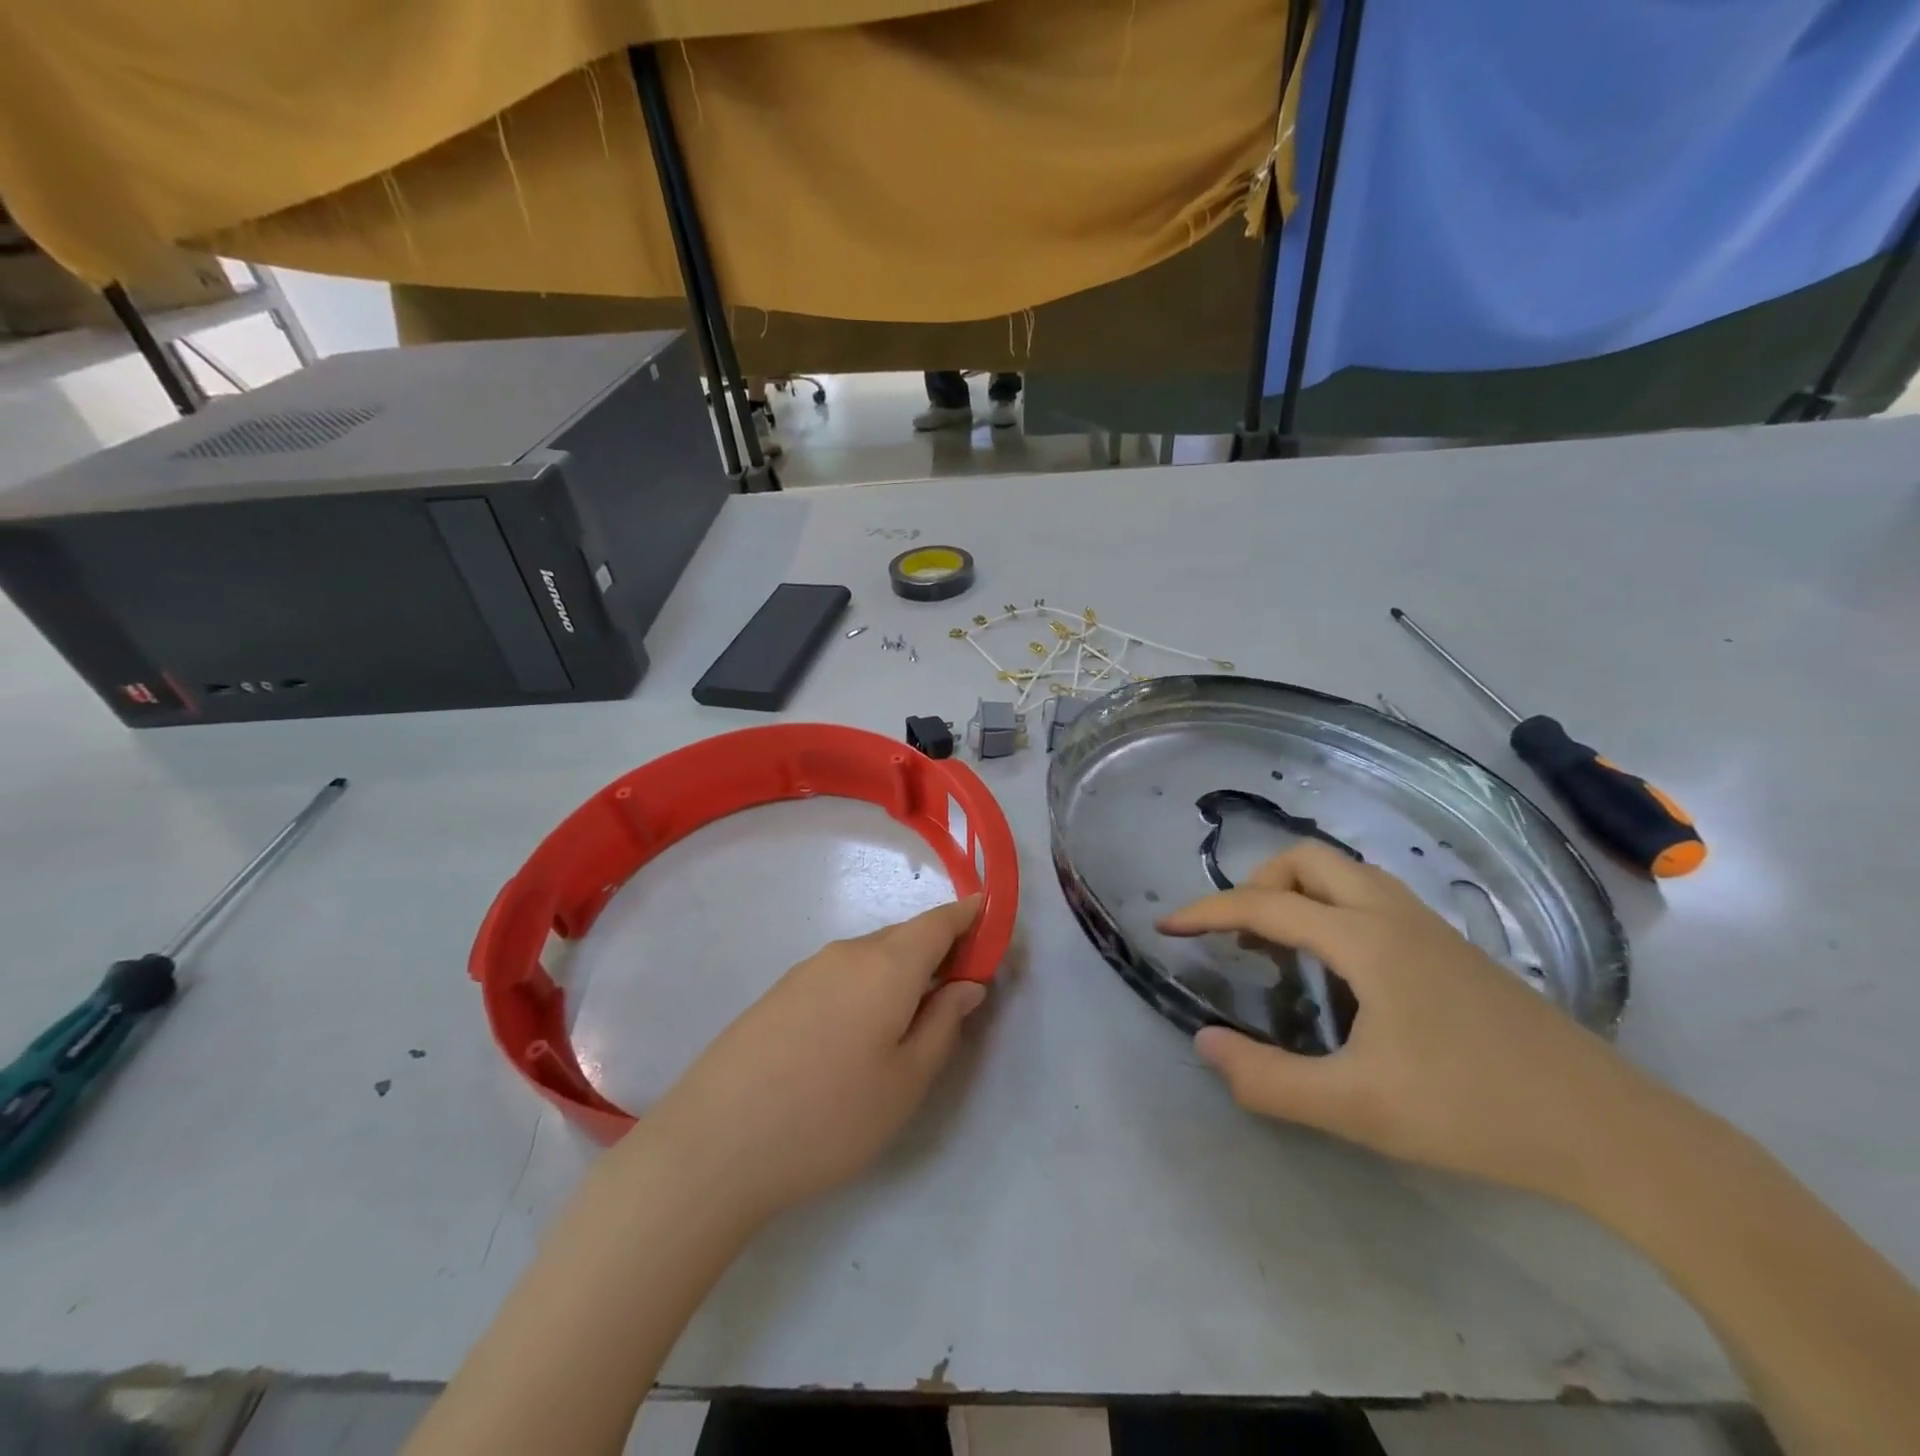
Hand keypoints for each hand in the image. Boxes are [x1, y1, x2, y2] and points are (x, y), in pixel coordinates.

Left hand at [644, 897, 988, 1218]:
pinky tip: (859, 1034)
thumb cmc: (830, 1115)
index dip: (969, 916)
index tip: (991, 921)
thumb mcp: (907, 1080)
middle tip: (958, 990)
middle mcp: (847, 953)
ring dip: (901, 972)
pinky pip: (841, 973)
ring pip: (872, 956)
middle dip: (938, 951)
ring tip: (911, 1020)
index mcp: (887, 964)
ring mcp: (807, 970)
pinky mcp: (780, 993)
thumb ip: (944, 1023)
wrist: (715, 1143)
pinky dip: (868, 985)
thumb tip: (967, 984)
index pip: (939, 921)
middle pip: (905, 936)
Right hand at [1157, 844, 1672, 1202]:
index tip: (1168, 927)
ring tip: (1279, 948)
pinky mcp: (1454, 949)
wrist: (1612, 1132)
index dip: (1207, 912)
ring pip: (1346, 874)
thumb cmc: (1475, 1112)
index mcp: (1366, 940)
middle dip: (1257, 885)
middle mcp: (1394, 916)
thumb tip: (1204, 1042)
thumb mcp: (1357, 1109)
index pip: (1265, 905)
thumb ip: (1268, 1080)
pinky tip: (1338, 967)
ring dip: (1298, 893)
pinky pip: (1372, 898)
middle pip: (1308, 860)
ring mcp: (1430, 928)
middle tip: (1238, 938)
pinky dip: (1332, 908)